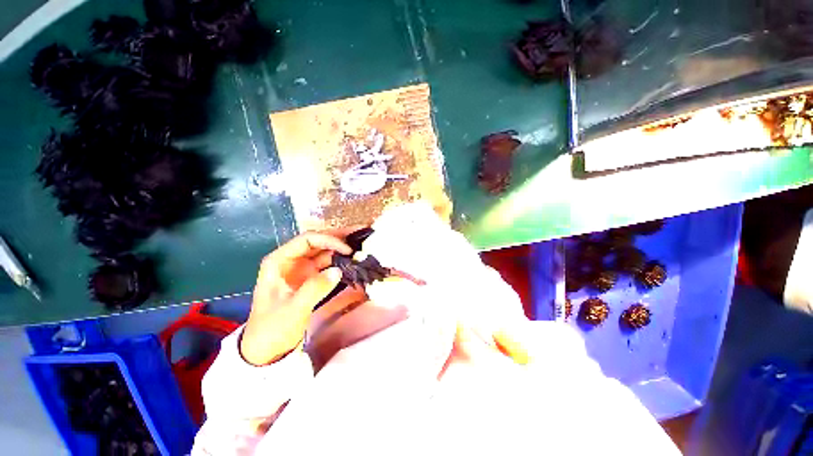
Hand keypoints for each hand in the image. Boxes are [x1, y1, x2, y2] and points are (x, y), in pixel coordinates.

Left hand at [240, 231, 352, 365]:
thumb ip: (315, 289)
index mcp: (279, 261)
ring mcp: (302, 269)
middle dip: (339, 237)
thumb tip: (338, 270)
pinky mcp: (311, 278)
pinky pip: (329, 264)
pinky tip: (355, 259)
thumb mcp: (292, 309)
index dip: (328, 240)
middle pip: (318, 241)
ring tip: (363, 243)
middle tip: (362, 232)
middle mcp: (292, 260)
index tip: (347, 250)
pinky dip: (342, 261)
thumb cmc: (273, 328)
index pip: (307, 240)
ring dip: (343, 247)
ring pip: (326, 251)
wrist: (268, 349)